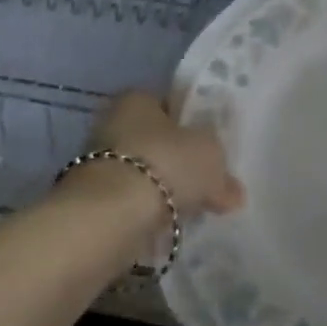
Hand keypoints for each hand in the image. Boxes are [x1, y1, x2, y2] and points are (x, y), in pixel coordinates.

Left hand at [80, 91, 244, 220]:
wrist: (110, 216)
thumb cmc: (165, 163)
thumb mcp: (211, 156)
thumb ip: (224, 171)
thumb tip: (234, 192)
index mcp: (138, 99)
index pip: (170, 104)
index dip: (193, 123)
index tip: (212, 145)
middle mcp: (112, 124)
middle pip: (156, 141)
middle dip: (179, 161)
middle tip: (206, 181)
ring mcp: (98, 164)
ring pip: (144, 174)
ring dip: (164, 190)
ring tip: (192, 209)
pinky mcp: (92, 202)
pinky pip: (132, 204)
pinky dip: (148, 214)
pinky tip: (170, 226)